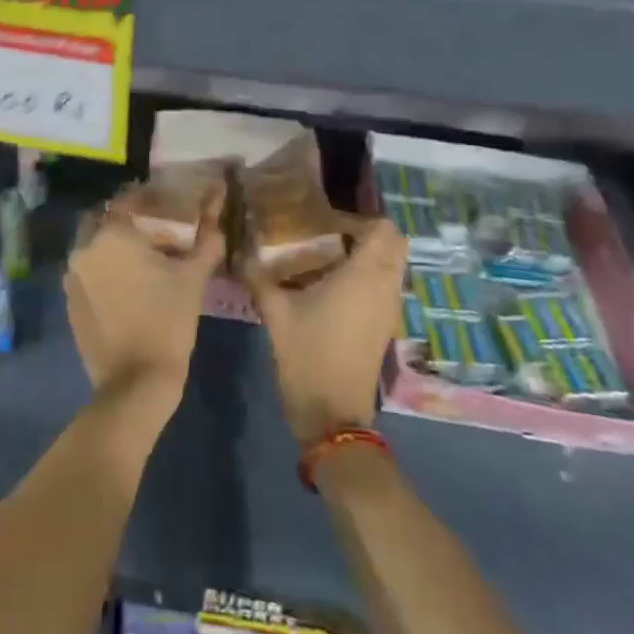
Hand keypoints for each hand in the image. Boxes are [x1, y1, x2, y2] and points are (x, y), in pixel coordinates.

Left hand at [66, 188, 225, 421]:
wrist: (136, 382)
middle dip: (125, 220)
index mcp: (112, 234)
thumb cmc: (168, 321)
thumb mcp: (193, 278)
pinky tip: (126, 285)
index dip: (147, 197)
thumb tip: (218, 214)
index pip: (127, 199)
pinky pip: (86, 272)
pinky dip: (103, 269)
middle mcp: (84, 248)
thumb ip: (206, 241)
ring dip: (112, 245)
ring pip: (92, 245)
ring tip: (142, 258)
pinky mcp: (69, 302)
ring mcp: (72, 277)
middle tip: (152, 230)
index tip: (166, 202)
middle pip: (103, 219)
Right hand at [251, 214, 406, 441]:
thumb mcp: (275, 311)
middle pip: (393, 244)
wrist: (331, 414)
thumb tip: (240, 251)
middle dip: (365, 234)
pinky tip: (329, 289)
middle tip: (327, 236)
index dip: (355, 219)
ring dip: (366, 256)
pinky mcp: (384, 327)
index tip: (323, 224)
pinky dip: (366, 278)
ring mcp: (388, 309)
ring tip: (324, 261)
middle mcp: (384, 287)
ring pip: (391, 267)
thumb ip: (258, 275)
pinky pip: (384, 287)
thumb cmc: (307, 354)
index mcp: (364, 275)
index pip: (382, 228)